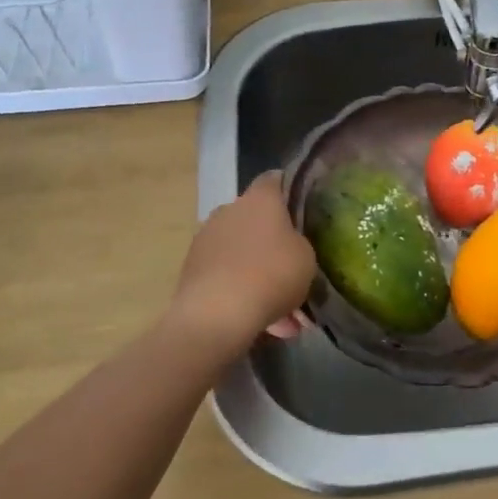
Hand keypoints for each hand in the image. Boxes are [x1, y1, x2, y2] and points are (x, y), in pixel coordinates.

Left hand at [163, 172, 315, 362]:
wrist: (216, 315)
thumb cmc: (271, 274)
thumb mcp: (306, 258)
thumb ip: (299, 243)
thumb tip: (289, 244)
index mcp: (259, 199)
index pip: (274, 179)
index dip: (288, 190)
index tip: (302, 207)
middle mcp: (228, 210)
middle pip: (254, 217)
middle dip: (271, 238)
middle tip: (291, 264)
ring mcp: (206, 239)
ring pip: (240, 250)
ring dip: (256, 269)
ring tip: (281, 308)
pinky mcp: (191, 269)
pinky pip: (225, 274)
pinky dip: (241, 290)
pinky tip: (261, 319)